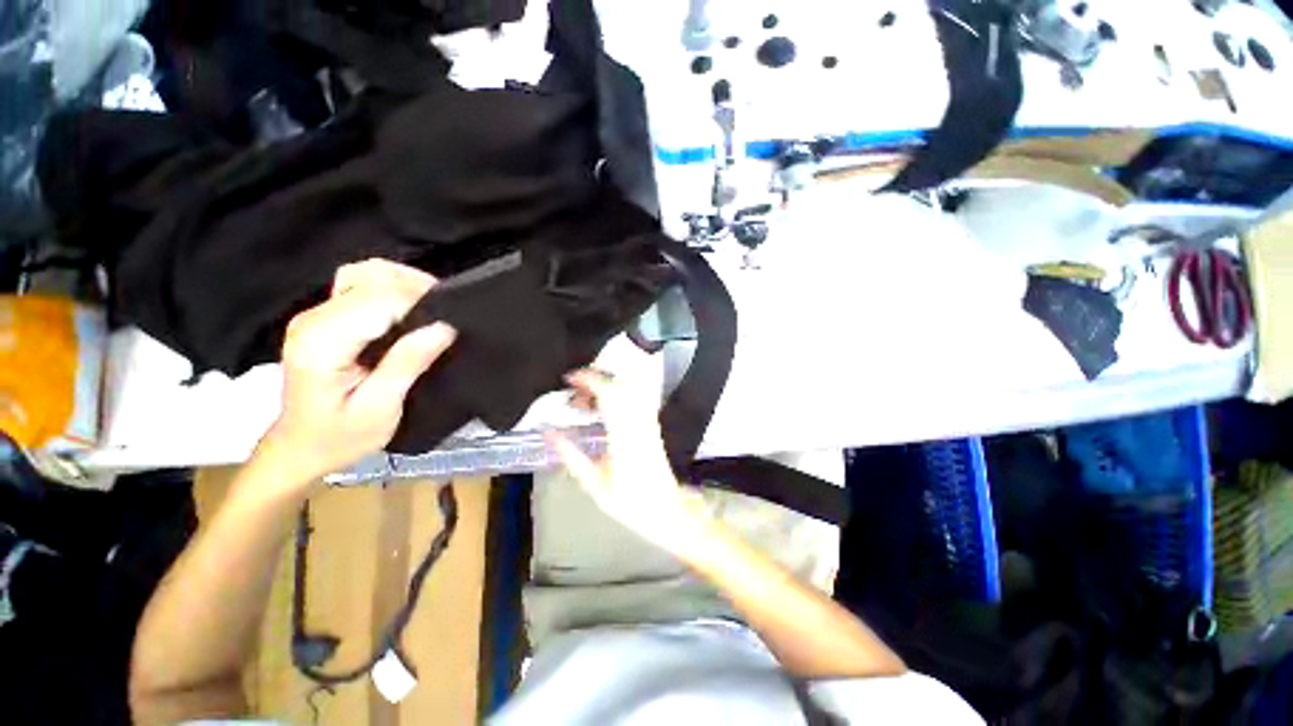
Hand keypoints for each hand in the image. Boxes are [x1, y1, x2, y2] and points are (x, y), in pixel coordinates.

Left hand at [258, 259, 456, 482]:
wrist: (302, 447)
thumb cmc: (340, 436)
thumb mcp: (380, 408)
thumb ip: (407, 363)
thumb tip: (444, 328)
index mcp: (322, 341)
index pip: (378, 300)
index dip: (420, 304)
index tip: (449, 324)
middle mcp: (315, 318)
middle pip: (373, 278)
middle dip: (417, 291)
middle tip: (447, 317)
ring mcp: (318, 313)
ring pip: (368, 273)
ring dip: (407, 284)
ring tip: (434, 310)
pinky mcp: (328, 316)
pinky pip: (364, 284)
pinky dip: (394, 288)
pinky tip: (412, 308)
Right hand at [546, 370, 710, 556]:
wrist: (666, 509)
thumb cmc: (629, 502)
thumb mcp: (594, 483)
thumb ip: (571, 456)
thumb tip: (549, 433)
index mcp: (624, 435)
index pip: (609, 394)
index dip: (590, 380)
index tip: (570, 378)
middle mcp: (639, 422)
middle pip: (620, 385)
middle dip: (595, 379)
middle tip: (575, 390)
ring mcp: (649, 421)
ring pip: (630, 388)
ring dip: (607, 385)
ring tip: (587, 398)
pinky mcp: (653, 424)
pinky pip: (637, 397)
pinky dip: (619, 393)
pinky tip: (605, 405)